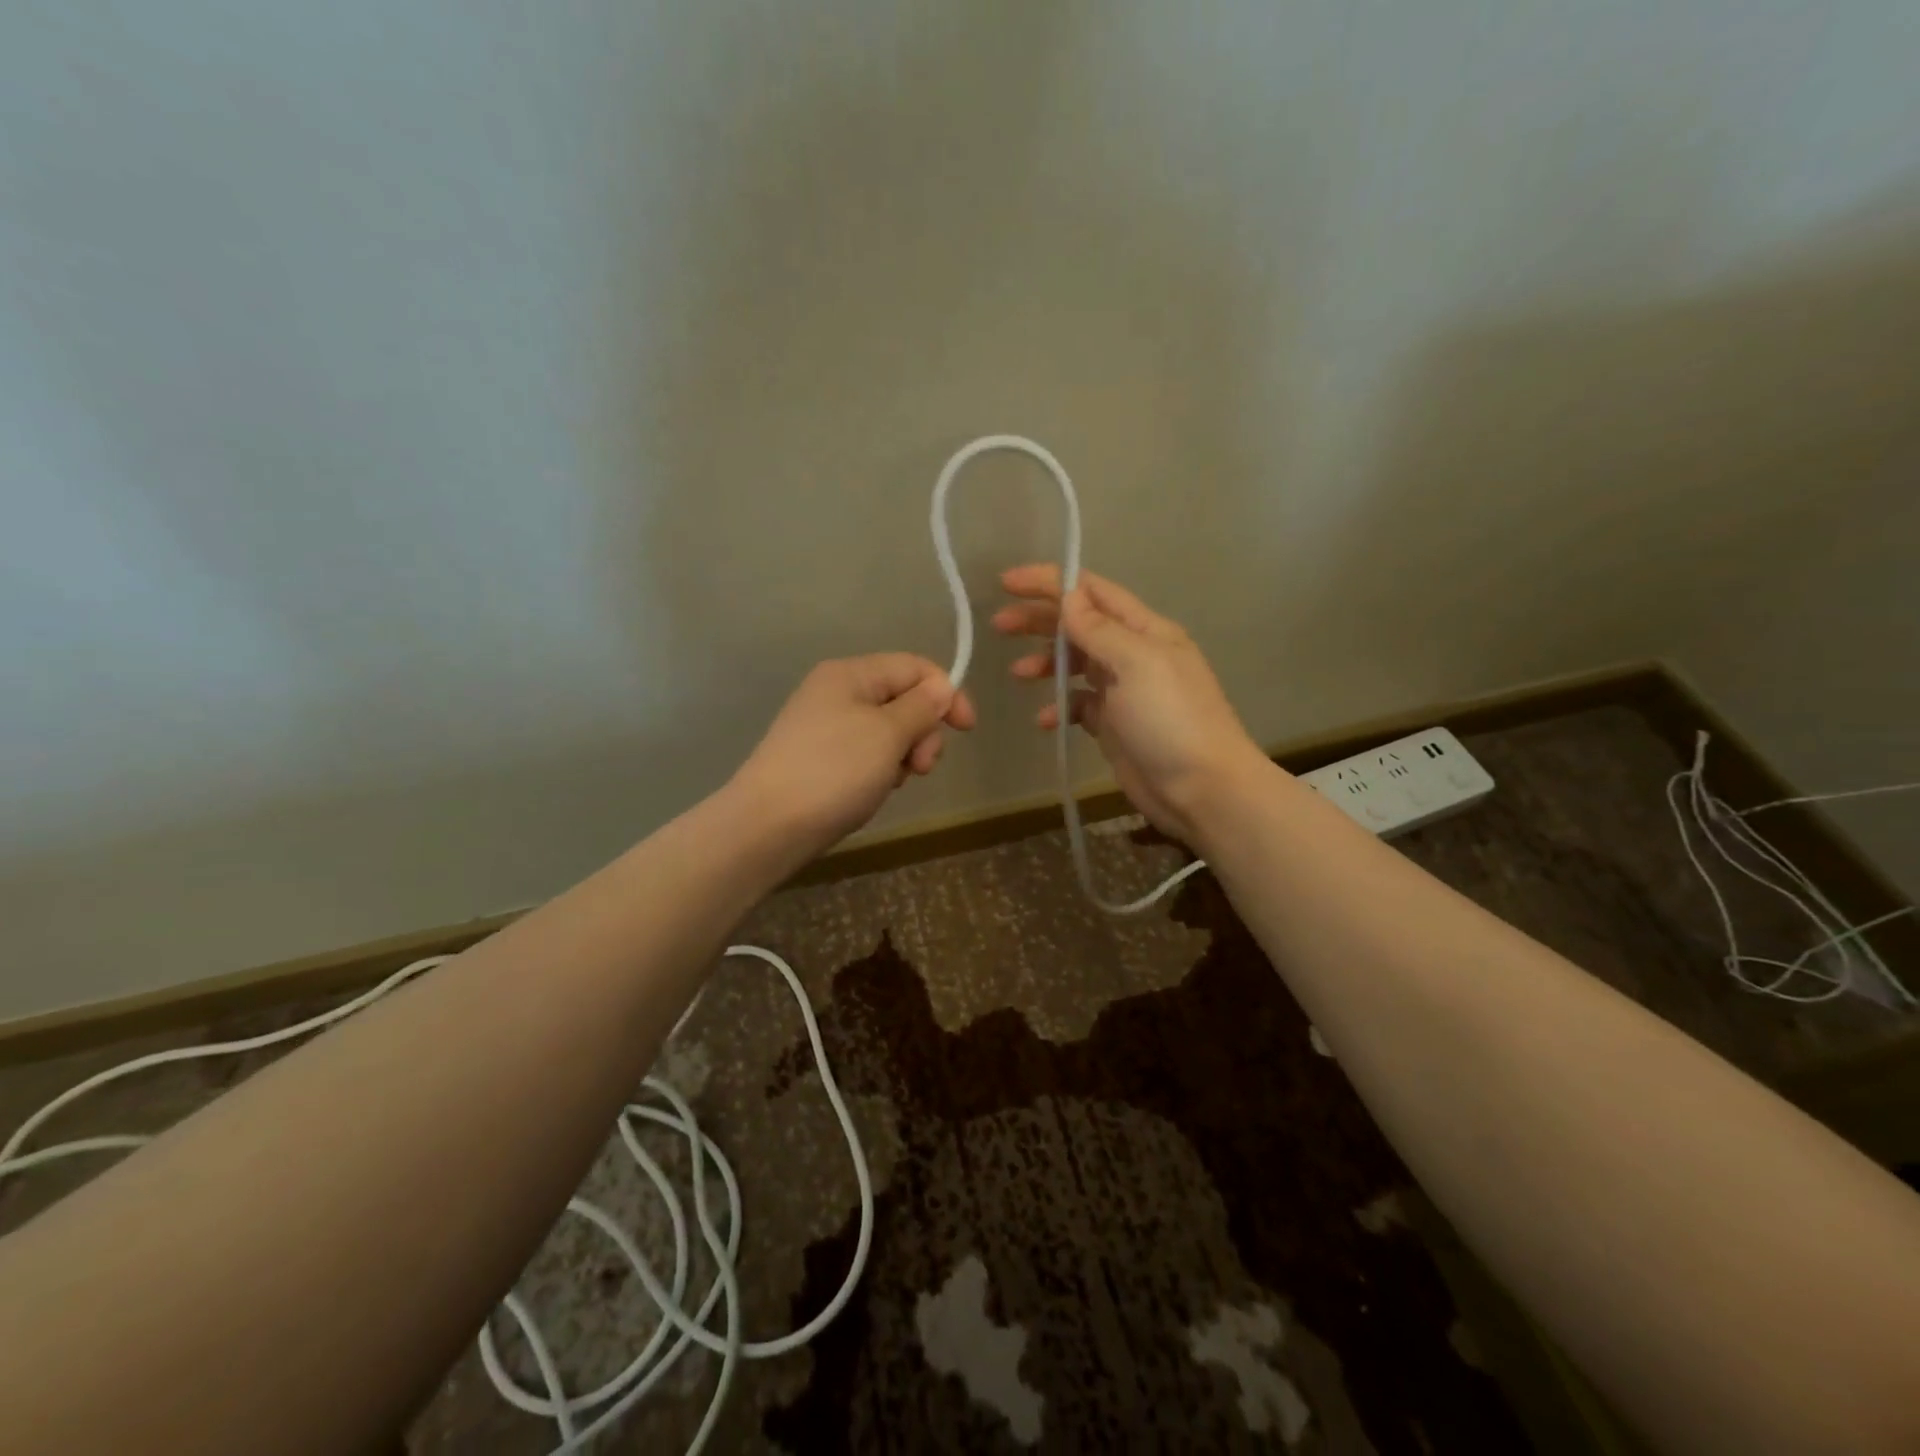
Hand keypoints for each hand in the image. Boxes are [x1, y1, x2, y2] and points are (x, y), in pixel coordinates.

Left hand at [732, 654, 975, 854]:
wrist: (768, 826)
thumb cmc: (833, 771)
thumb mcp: (887, 734)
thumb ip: (921, 707)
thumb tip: (942, 687)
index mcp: (850, 674)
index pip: (914, 667)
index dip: (946, 693)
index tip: (966, 730)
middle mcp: (836, 692)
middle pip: (902, 699)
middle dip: (922, 731)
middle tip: (921, 767)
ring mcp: (826, 727)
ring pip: (888, 731)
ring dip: (903, 755)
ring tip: (893, 782)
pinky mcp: (821, 758)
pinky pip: (867, 754)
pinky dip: (880, 770)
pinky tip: (873, 791)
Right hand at [993, 564, 1267, 841]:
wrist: (1202, 788)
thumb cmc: (1170, 718)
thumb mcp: (1136, 664)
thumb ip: (1099, 630)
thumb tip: (1068, 596)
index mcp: (1144, 630)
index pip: (1092, 592)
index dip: (1050, 582)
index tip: (1007, 583)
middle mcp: (1133, 654)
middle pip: (1079, 625)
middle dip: (1039, 621)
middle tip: (1000, 625)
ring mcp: (1123, 691)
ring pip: (1075, 664)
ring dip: (1045, 663)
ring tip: (1018, 674)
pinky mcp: (1114, 725)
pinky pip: (1079, 705)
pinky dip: (1059, 707)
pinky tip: (1045, 721)